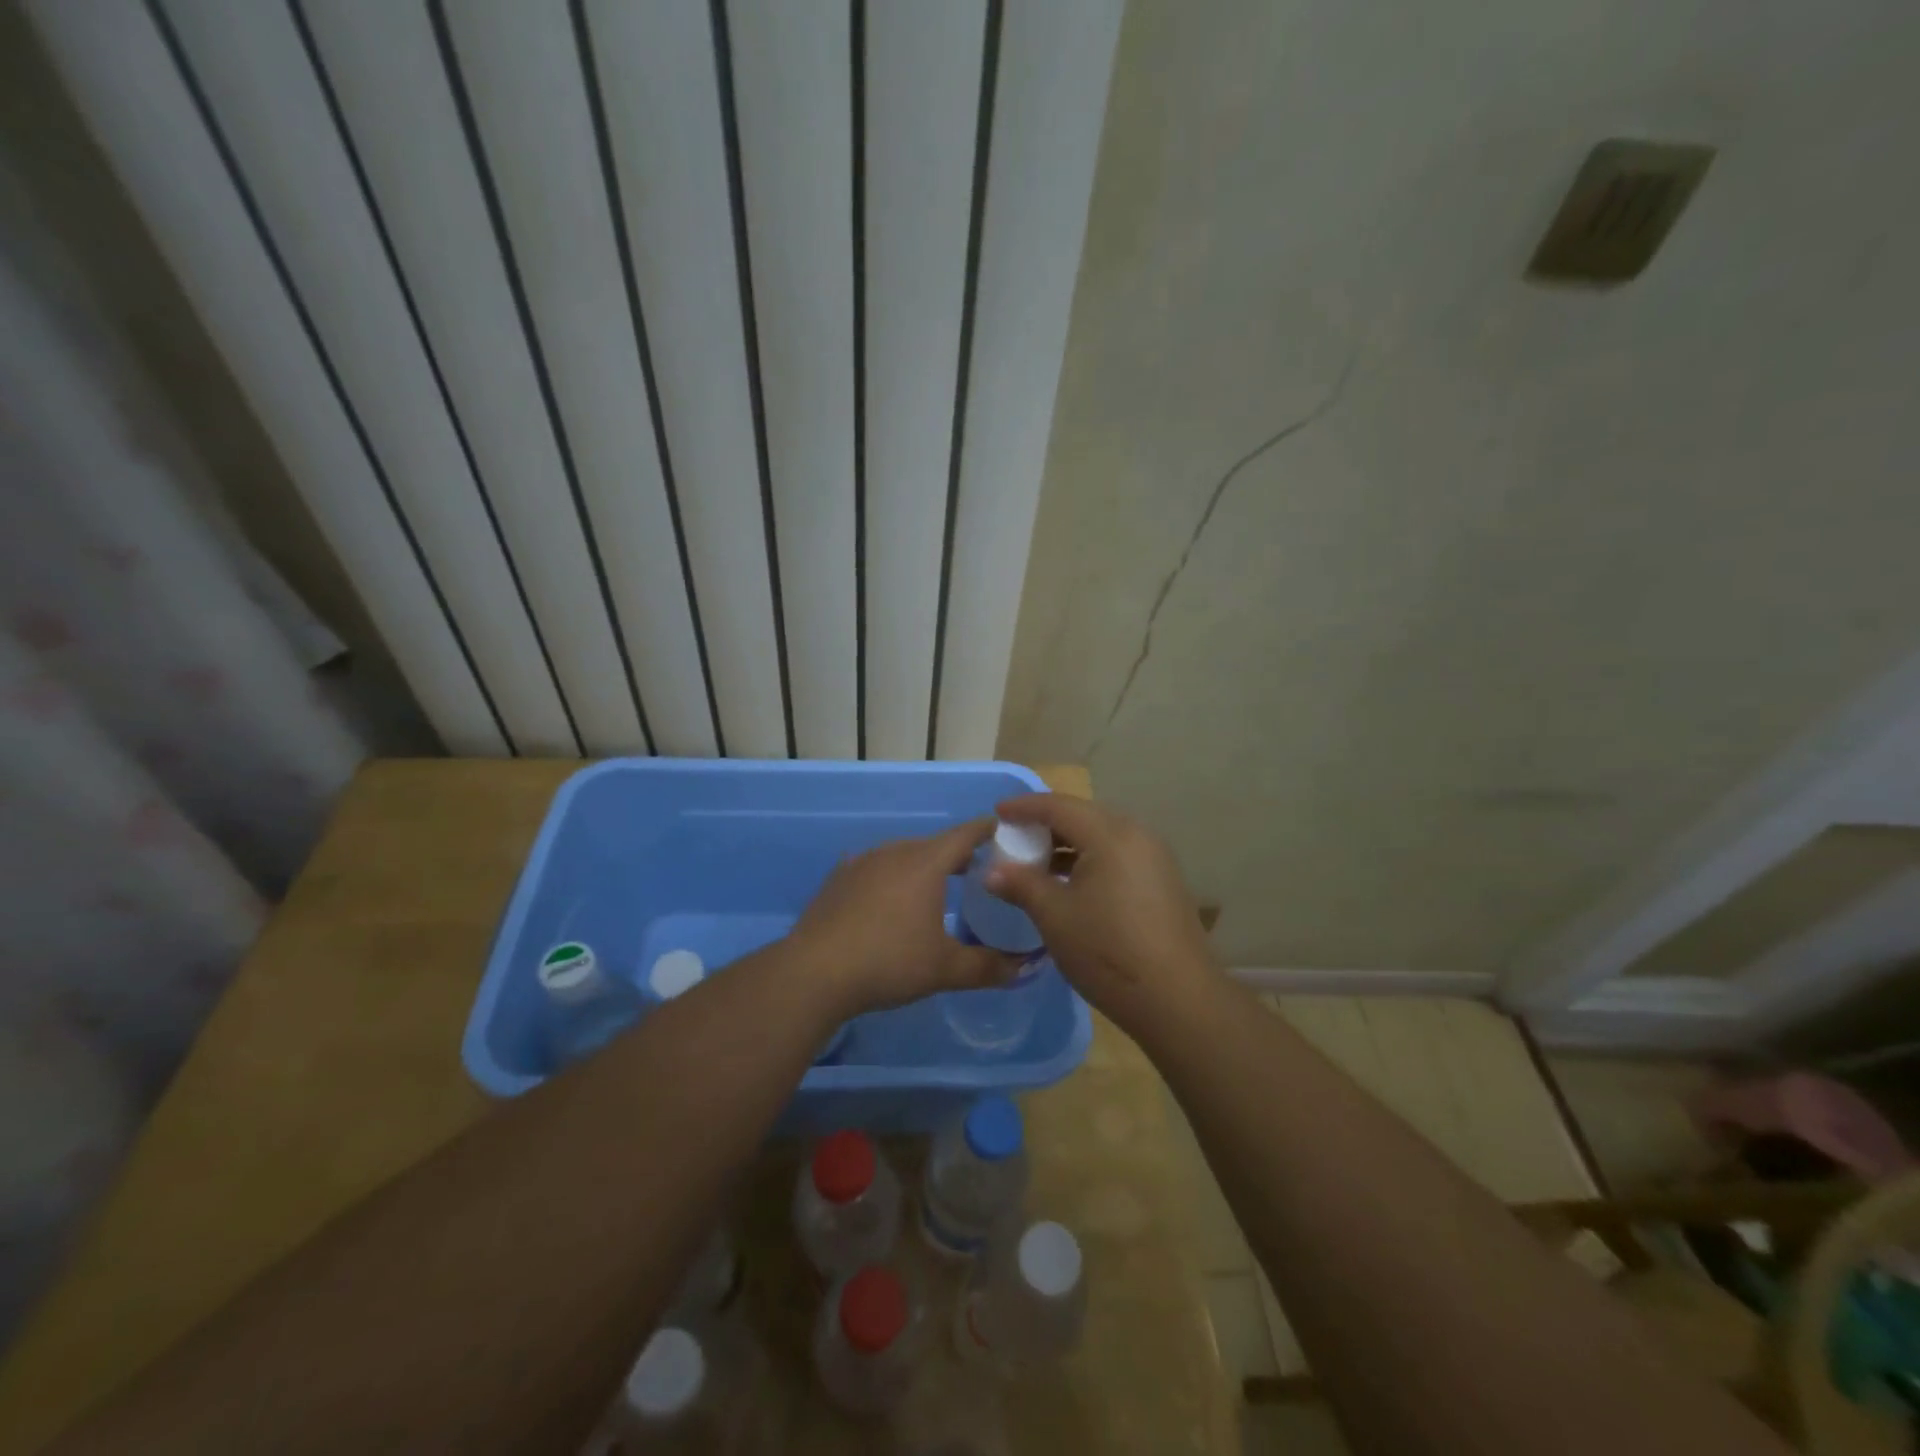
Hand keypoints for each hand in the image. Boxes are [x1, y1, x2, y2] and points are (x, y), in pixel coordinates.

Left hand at [790, 818, 1018, 1017]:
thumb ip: (988, 966)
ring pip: (903, 855)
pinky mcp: (838, 878)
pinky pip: (876, 869)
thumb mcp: (945, 969)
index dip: (988, 831)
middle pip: (935, 844)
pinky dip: (892, 878)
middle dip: (958, 855)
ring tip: (937, 888)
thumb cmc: (889, 961)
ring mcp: (862, 862)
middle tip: (979, 872)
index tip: (1005, 833)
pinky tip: (891, 901)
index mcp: (926, 862)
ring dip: (923, 866)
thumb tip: (1025, 968)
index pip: (966, 834)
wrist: (814, 972)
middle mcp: (895, 851)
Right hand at [984, 794, 1219, 1031]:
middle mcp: (1137, 834)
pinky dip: (1089, 859)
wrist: (1178, 999)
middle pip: (1083, 816)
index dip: (1024, 807)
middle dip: (1046, 823)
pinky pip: (1117, 855)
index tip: (998, 813)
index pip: (1059, 806)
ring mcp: (1154, 857)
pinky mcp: (1162, 880)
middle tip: (1015, 836)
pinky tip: (1070, 883)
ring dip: (1067, 843)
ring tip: (1037, 861)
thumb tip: (991, 871)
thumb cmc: (1108, 951)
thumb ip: (1021, 884)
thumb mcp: (1055, 916)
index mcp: (1110, 834)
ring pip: (1101, 836)